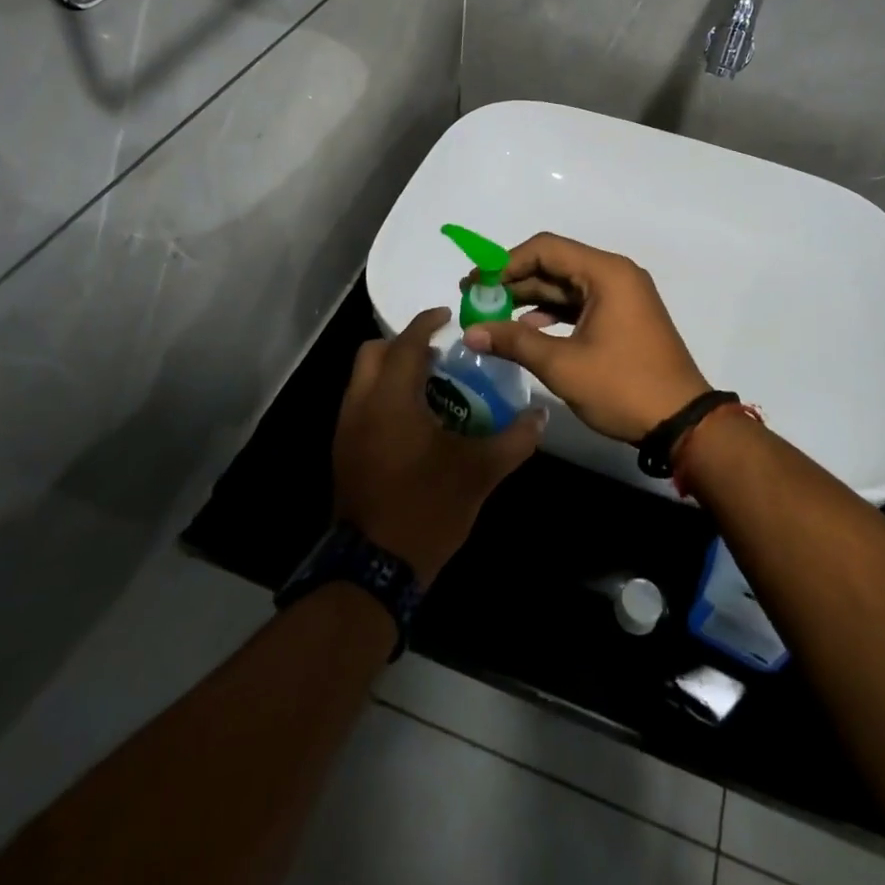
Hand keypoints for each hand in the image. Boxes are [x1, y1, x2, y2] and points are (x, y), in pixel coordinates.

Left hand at [332, 307, 544, 586]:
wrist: (375, 568)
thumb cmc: (427, 508)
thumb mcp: (480, 472)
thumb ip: (514, 440)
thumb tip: (540, 418)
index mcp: (392, 399)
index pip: (407, 344)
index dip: (426, 323)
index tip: (447, 316)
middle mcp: (361, 405)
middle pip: (374, 353)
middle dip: (404, 344)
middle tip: (438, 354)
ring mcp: (346, 429)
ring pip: (363, 379)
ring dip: (392, 371)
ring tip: (430, 386)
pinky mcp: (343, 451)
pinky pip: (361, 404)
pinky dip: (383, 396)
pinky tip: (413, 421)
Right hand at [462, 233, 711, 444]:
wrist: (682, 423)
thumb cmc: (623, 386)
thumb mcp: (563, 365)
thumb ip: (515, 341)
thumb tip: (470, 331)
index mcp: (606, 273)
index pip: (545, 248)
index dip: (505, 262)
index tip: (475, 282)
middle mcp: (615, 274)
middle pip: (555, 263)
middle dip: (514, 280)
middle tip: (476, 298)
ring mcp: (621, 296)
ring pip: (566, 285)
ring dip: (530, 297)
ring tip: (493, 315)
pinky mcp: (623, 317)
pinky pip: (580, 303)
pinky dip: (552, 313)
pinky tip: (527, 329)